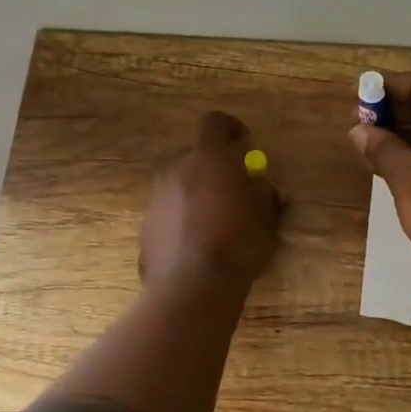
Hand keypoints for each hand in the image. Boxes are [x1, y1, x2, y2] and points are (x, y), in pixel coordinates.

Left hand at [141, 111, 282, 287]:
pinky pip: (167, 211)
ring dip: (196, 193)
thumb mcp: (265, 219)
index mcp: (208, 159)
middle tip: (232, 190)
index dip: (230, 128)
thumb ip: (263, 193)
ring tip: (214, 222)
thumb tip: (261, 184)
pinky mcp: (144, 225)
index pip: (214, 122)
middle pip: (194, 155)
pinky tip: (195, 244)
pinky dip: (181, 218)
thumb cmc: (237, 246)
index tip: (243, 143)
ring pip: (179, 184)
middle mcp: (176, 170)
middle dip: (213, 166)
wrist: (191, 288)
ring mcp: (156, 198)